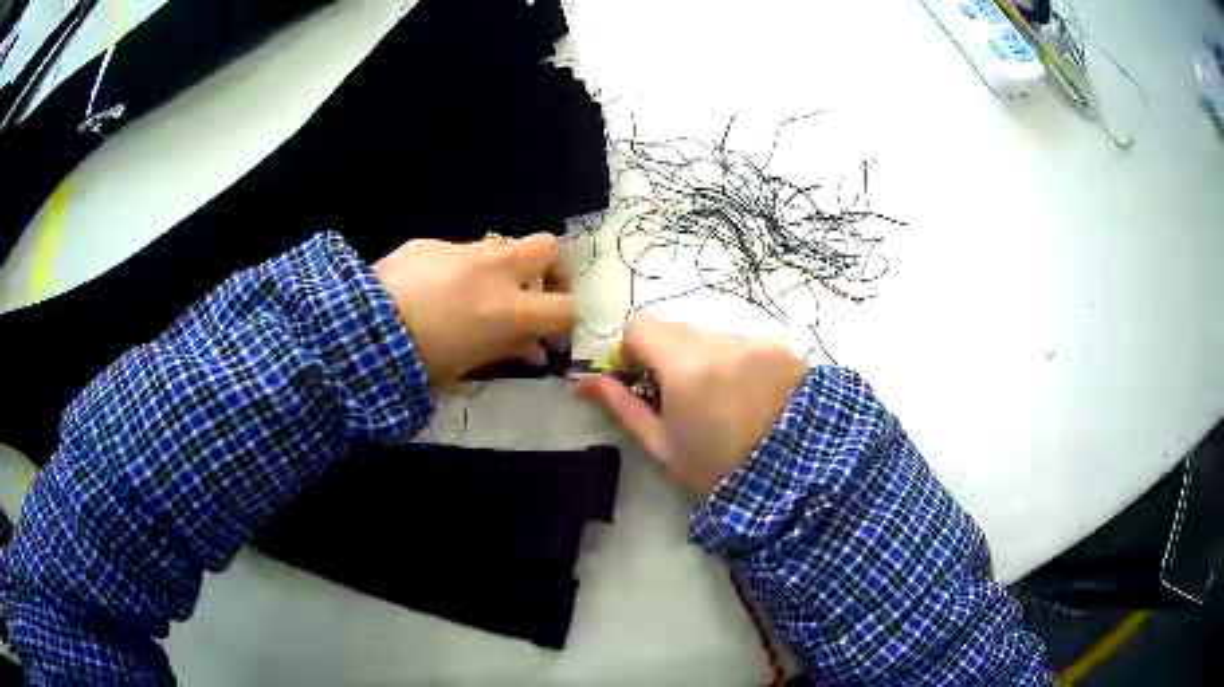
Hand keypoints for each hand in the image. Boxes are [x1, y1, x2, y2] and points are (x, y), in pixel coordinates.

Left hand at [374, 233, 575, 390]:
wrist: (361, 327)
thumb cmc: (418, 359)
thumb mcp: (467, 366)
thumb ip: (507, 350)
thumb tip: (534, 349)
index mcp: (509, 308)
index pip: (565, 307)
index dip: (564, 322)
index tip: (549, 337)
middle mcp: (494, 270)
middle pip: (547, 248)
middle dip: (550, 269)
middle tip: (534, 293)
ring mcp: (461, 250)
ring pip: (501, 246)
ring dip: (501, 269)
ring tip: (474, 296)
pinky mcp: (429, 243)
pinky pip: (456, 251)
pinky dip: (457, 269)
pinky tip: (431, 290)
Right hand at [575, 314, 809, 496]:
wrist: (796, 479)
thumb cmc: (719, 469)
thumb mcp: (664, 446)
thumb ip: (623, 407)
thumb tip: (585, 383)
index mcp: (686, 367)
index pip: (642, 327)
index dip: (634, 350)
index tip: (641, 379)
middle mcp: (722, 342)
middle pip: (679, 329)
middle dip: (670, 355)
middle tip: (682, 396)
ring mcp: (758, 342)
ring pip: (714, 337)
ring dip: (707, 358)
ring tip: (724, 401)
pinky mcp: (783, 349)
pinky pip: (746, 344)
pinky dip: (739, 362)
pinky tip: (753, 397)